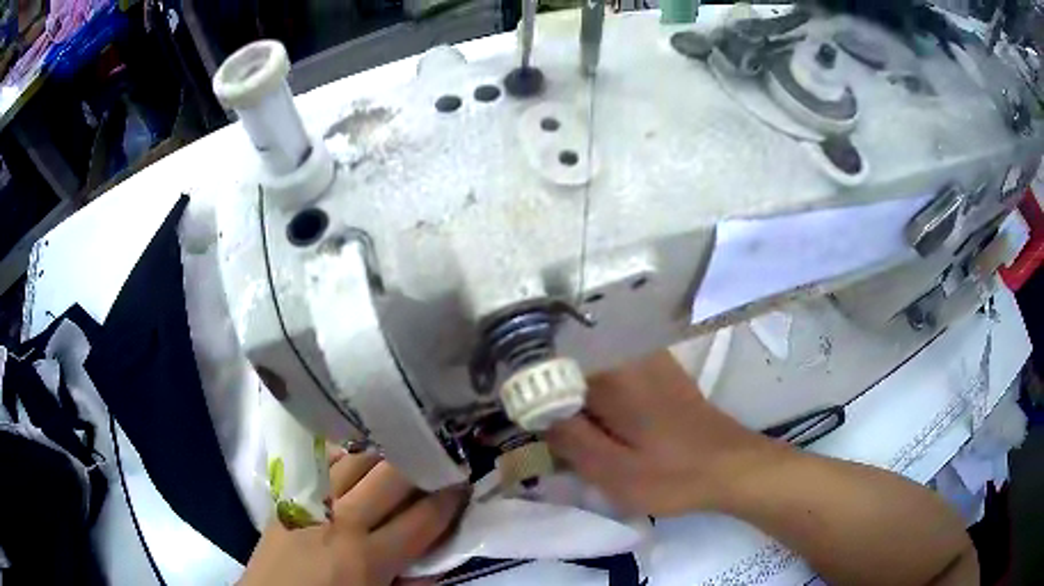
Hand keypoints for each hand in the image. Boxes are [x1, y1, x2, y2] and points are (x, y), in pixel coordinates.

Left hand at [239, 451, 466, 585]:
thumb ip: (413, 581)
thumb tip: (437, 555)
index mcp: (368, 557)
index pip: (423, 517)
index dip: (450, 496)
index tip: (464, 480)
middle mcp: (341, 520)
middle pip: (391, 474)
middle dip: (422, 461)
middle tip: (439, 456)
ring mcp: (310, 501)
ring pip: (355, 458)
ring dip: (385, 451)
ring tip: (402, 448)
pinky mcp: (289, 494)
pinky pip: (322, 462)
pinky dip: (345, 454)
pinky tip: (356, 454)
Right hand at [546, 350, 781, 515]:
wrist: (732, 467)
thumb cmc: (673, 474)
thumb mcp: (611, 471)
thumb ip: (568, 438)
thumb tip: (534, 409)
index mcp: (613, 372)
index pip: (550, 356)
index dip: (527, 378)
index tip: (517, 406)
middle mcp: (629, 352)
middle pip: (569, 355)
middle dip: (547, 383)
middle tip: (538, 423)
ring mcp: (647, 358)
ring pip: (590, 363)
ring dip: (571, 387)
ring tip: (562, 422)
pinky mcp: (659, 371)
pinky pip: (612, 370)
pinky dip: (594, 389)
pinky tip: (595, 417)